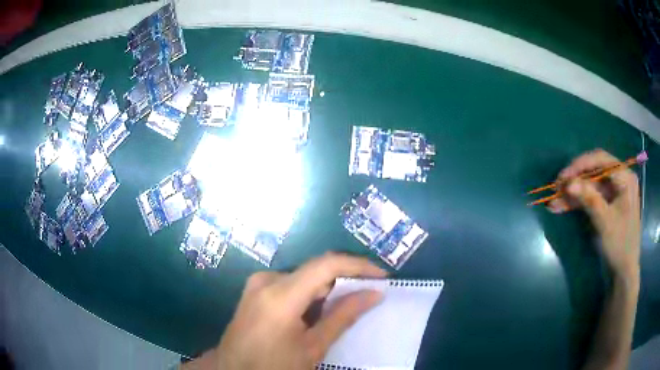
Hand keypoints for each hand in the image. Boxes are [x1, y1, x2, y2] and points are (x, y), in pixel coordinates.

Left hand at [186, 253, 386, 369]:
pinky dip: (309, 294)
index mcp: (280, 294)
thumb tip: (374, 293)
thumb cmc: (274, 365)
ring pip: (303, 277)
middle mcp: (266, 280)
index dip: (358, 266)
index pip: (327, 264)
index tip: (381, 276)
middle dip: (344, 279)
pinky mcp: (254, 291)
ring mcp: (256, 283)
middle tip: (368, 294)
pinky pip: (289, 284)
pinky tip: (318, 312)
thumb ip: (343, 317)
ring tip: (346, 306)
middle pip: (315, 269)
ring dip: (327, 288)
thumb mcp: (313, 347)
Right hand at [548, 149, 640, 278]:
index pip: (601, 160)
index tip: (563, 177)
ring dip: (573, 193)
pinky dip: (578, 202)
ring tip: (555, 201)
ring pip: (590, 186)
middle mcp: (620, 180)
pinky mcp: (607, 204)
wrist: (623, 271)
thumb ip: (589, 199)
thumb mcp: (605, 222)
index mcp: (625, 178)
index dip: (581, 165)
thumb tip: (569, 183)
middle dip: (575, 180)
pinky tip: (562, 207)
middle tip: (556, 188)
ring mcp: (613, 192)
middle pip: (594, 172)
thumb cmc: (620, 245)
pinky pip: (591, 198)